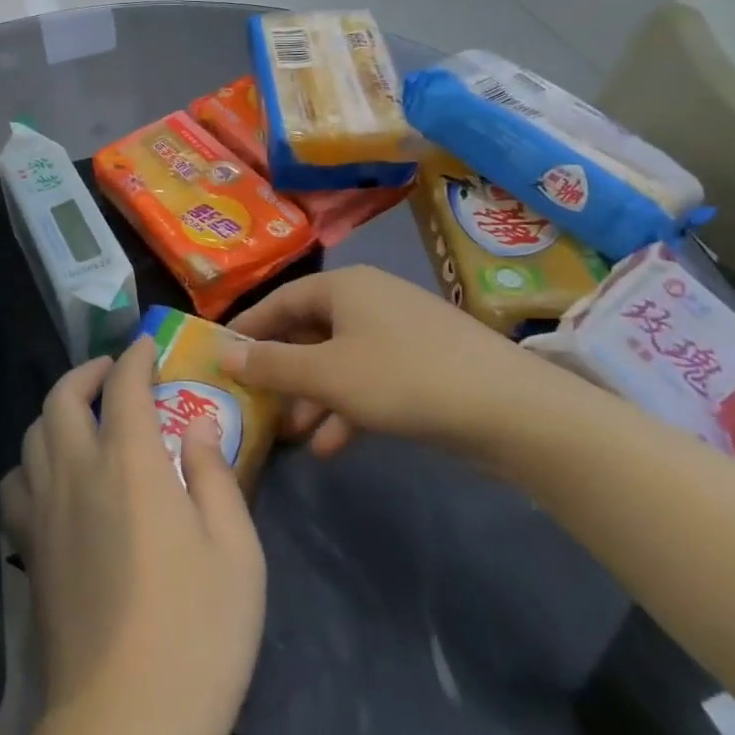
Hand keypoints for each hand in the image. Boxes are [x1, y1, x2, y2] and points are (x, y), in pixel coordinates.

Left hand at [0, 337, 264, 734]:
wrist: (122, 730)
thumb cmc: (196, 637)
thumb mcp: (237, 553)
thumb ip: (215, 477)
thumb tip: (197, 427)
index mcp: (129, 464)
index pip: (125, 386)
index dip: (134, 358)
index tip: (145, 348)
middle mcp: (75, 472)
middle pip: (62, 397)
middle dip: (87, 371)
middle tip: (112, 372)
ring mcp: (43, 511)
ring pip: (32, 434)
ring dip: (56, 409)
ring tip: (83, 416)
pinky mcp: (27, 551)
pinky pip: (16, 481)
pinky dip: (32, 460)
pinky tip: (53, 477)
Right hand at [226, 265, 540, 455]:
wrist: (512, 410)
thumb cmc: (404, 378)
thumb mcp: (328, 375)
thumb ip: (272, 366)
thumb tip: (223, 355)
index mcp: (343, 287)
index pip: (280, 301)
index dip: (249, 329)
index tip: (222, 356)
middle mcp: (369, 299)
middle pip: (309, 331)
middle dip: (284, 372)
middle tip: (257, 402)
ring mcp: (399, 331)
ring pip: (339, 360)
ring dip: (314, 396)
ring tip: (293, 435)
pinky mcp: (423, 363)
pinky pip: (370, 378)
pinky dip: (348, 406)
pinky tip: (333, 446)